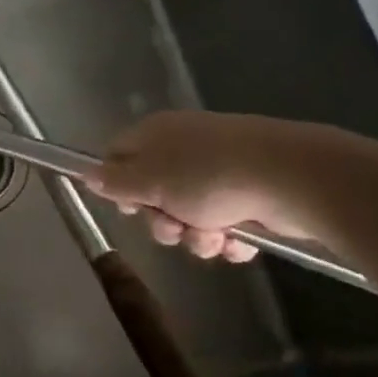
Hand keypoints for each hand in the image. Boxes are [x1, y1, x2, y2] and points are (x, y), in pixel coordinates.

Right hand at [84, 110, 343, 261]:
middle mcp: (183, 149)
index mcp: (155, 135)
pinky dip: (227, 237)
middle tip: (176, 227)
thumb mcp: (151, 181)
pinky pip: (222, 223)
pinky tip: (239, 241)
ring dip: (196, 236)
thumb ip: (116, 182)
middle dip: (162, 220)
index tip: (129, 208)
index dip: (118, 185)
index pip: (118, 155)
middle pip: (152, 193)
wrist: (290, 178)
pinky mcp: (248, 194)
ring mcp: (218, 171)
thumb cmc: (209, 176)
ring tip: (216, 237)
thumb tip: (87, 174)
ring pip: (189, 215)